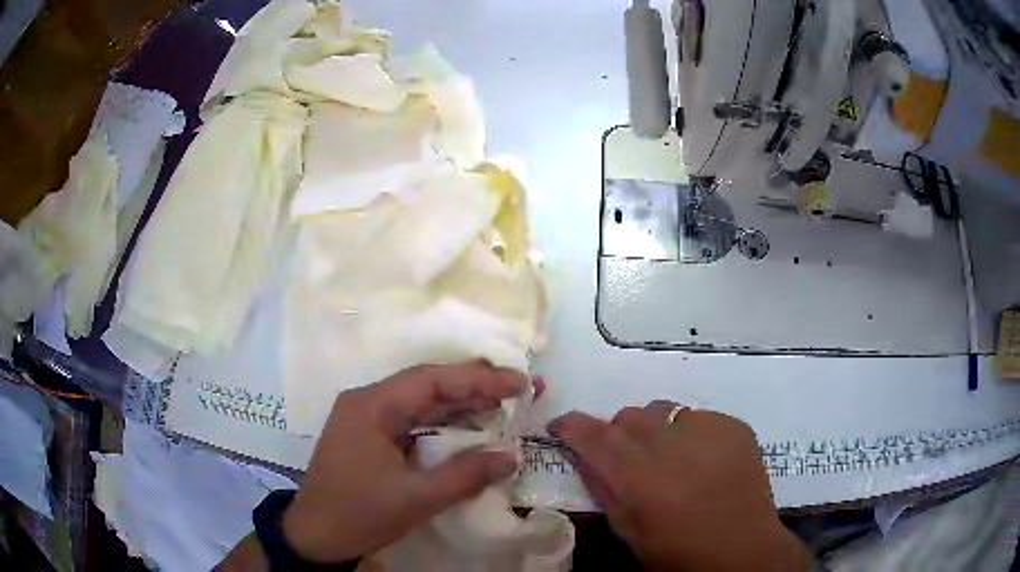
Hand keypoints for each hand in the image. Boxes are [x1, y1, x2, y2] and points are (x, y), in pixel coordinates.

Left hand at [282, 361, 526, 562]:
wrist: (314, 536)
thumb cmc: (359, 514)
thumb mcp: (416, 499)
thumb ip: (465, 475)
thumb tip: (511, 456)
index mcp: (372, 406)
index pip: (432, 380)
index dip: (478, 378)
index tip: (518, 382)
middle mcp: (367, 401)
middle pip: (426, 384)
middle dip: (473, 386)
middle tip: (517, 388)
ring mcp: (365, 418)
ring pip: (419, 401)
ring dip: (459, 404)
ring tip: (502, 404)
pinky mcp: (368, 436)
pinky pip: (411, 420)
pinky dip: (442, 423)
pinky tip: (467, 428)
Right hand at [550, 403, 809, 571]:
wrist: (742, 550)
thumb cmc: (677, 552)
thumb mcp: (628, 529)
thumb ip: (604, 488)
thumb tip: (585, 457)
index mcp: (638, 475)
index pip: (593, 435)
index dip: (572, 426)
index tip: (562, 427)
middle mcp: (670, 442)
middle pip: (630, 416)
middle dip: (618, 432)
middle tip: (627, 458)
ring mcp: (707, 429)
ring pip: (664, 410)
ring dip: (656, 429)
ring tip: (668, 457)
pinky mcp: (734, 426)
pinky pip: (699, 417)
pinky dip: (690, 434)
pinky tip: (701, 459)